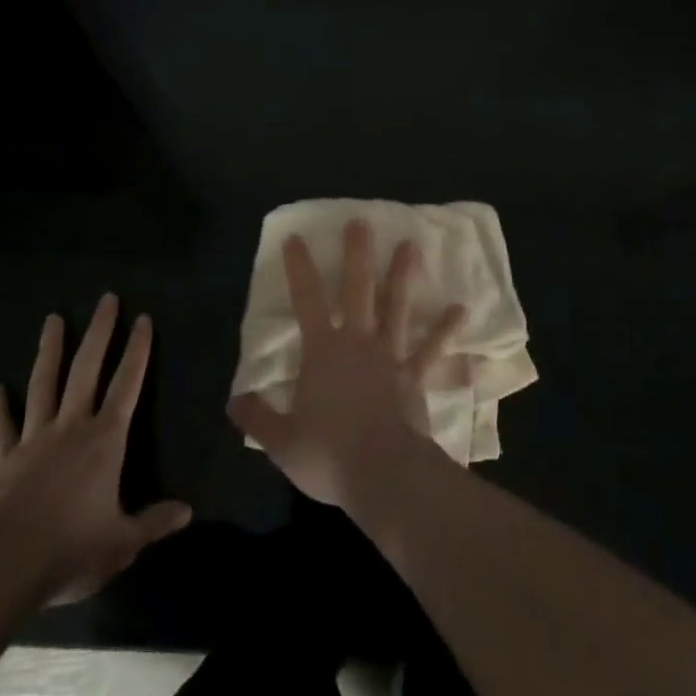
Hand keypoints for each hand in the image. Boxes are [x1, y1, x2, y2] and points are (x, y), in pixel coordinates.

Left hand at [0, 294, 190, 603]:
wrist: (4, 567)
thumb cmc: (71, 549)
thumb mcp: (123, 542)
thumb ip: (154, 522)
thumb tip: (187, 511)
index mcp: (105, 440)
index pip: (127, 384)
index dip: (138, 350)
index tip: (143, 318)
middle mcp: (71, 427)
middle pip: (87, 369)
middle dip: (100, 332)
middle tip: (107, 298)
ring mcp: (34, 440)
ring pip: (43, 385)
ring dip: (50, 351)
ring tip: (53, 319)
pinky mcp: (2, 461)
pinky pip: (0, 428)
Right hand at [228, 219, 466, 510]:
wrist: (383, 473)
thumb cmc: (329, 454)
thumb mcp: (282, 441)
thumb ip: (258, 417)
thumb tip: (233, 400)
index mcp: (322, 351)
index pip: (306, 300)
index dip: (299, 268)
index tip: (296, 238)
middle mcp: (357, 342)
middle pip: (357, 289)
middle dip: (357, 254)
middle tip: (361, 222)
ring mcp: (390, 355)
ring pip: (396, 306)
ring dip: (403, 275)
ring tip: (411, 245)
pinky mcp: (415, 376)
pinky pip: (432, 349)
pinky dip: (446, 330)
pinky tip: (461, 310)